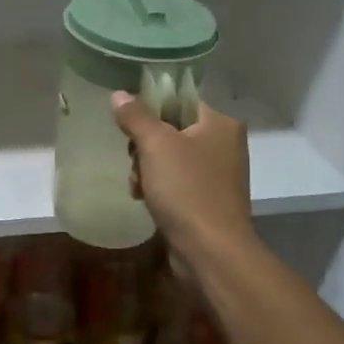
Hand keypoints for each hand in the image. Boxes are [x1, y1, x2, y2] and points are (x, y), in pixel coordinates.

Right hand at [112, 92, 251, 281]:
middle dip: (145, 146)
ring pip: (170, 159)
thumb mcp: (155, 146)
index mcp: (220, 123)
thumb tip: (119, 94)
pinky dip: (158, 189)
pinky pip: (176, 183)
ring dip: (146, 170)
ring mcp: (217, 175)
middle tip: (134, 160)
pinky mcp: (208, 201)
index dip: (151, 108)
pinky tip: (144, 200)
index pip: (181, 100)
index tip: (128, 123)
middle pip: (172, 130)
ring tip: (137, 186)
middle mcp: (224, 145)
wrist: (210, 250)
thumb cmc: (186, 189)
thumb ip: (136, 117)